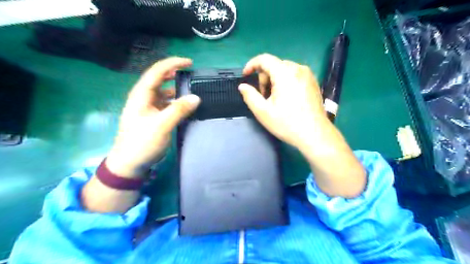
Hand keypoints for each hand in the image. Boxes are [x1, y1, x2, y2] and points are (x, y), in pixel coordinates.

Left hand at [105, 56, 200, 177]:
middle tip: (191, 74)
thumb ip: (179, 110)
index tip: (189, 62)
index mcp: (141, 95)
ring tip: (191, 90)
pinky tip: (185, 106)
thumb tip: (196, 97)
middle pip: (159, 80)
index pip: (156, 72)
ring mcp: (148, 108)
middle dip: (174, 74)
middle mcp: (144, 98)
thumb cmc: (142, 143)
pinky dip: (176, 102)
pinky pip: (166, 104)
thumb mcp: (161, 125)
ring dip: (176, 89)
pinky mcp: (153, 118)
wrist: (130, 164)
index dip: (172, 64)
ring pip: (164, 93)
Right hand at [239, 54, 366, 197]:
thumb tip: (242, 86)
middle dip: (264, 78)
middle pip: (274, 65)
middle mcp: (298, 69)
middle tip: (263, 97)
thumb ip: (250, 96)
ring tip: (275, 100)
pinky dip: (285, 82)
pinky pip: (294, 75)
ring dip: (274, 81)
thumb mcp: (263, 112)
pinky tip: (287, 99)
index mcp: (285, 73)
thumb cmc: (287, 124)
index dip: (251, 65)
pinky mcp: (313, 82)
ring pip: (284, 70)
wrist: (315, 134)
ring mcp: (308, 75)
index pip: (264, 59)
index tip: (245, 76)